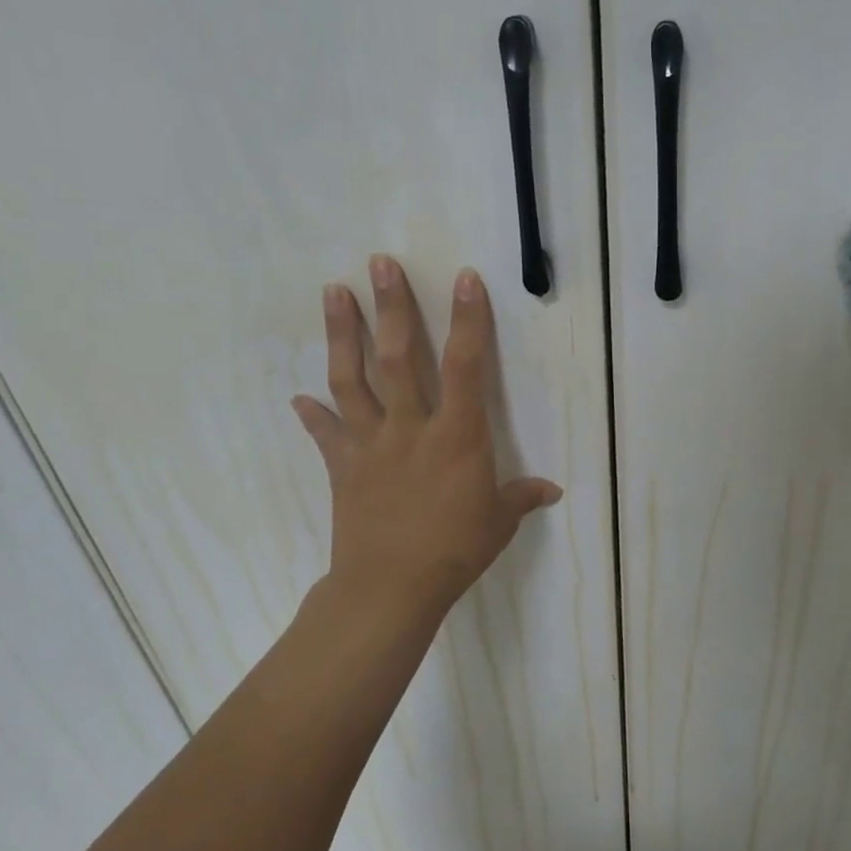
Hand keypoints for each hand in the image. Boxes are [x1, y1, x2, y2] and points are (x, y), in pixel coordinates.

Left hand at [290, 255, 561, 628]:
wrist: (391, 587)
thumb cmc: (455, 549)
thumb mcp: (499, 522)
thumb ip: (522, 496)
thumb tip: (552, 490)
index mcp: (457, 435)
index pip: (466, 366)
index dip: (468, 321)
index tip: (464, 279)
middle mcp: (411, 427)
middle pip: (397, 357)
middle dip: (392, 307)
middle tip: (380, 263)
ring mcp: (371, 444)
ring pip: (352, 380)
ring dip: (341, 334)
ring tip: (333, 292)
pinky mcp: (343, 467)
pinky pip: (326, 434)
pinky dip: (313, 415)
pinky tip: (298, 398)